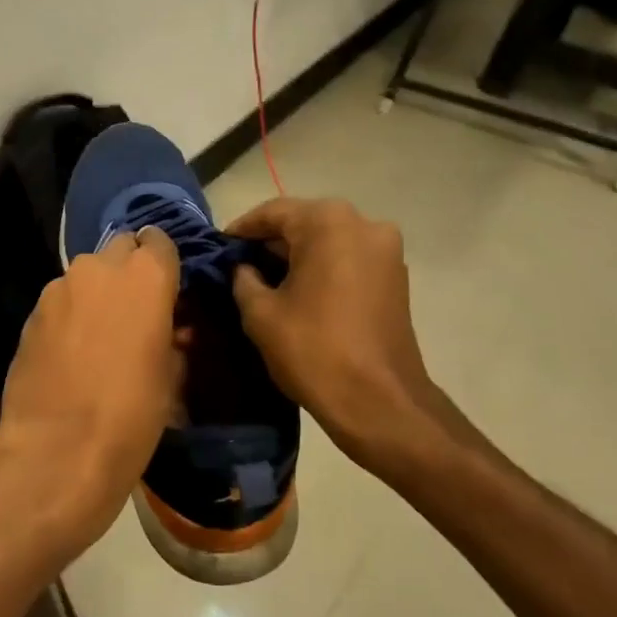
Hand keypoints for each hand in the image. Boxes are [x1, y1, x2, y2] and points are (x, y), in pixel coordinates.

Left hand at [0, 228, 182, 553]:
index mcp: (147, 275)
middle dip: (128, 269)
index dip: (163, 262)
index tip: (166, 287)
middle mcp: (101, 266)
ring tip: (98, 333)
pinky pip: (60, 299)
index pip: (159, 241)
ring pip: (86, 274)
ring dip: (96, 291)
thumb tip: (167, 330)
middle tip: (133, 308)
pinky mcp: (31, 311)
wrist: (59, 449)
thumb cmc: (132, 413)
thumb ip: (171, 337)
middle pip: (120, 247)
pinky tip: (69, 350)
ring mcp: (60, 286)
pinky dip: (69, 313)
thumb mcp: (171, 376)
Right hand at [226, 197, 484, 480]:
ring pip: (329, 240)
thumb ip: (243, 278)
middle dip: (271, 242)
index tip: (220, 247)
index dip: (242, 229)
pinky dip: (324, 267)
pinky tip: (301, 291)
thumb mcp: (260, 313)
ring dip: (299, 255)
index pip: (273, 212)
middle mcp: (363, 223)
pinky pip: (349, 259)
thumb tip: (245, 268)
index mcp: (328, 222)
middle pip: (304, 222)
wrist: (380, 403)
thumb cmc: (314, 350)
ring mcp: (385, 250)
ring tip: (267, 279)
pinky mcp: (396, 277)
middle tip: (240, 263)